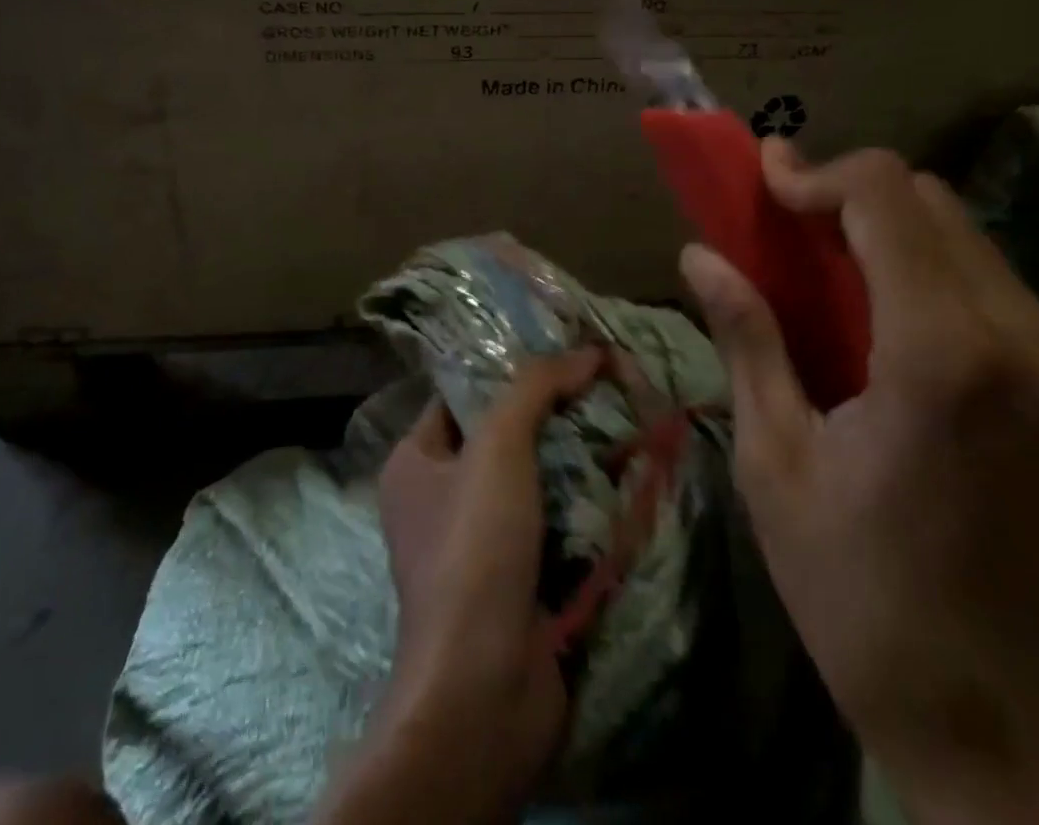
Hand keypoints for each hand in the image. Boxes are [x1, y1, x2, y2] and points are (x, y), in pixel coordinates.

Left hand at [317, 350, 600, 824]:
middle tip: (603, 383)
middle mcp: (440, 498)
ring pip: (534, 479)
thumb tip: (587, 349)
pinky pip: (553, 522)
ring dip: (575, 458)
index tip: (563, 349)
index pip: (463, 395)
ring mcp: (480, 543)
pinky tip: (623, 477)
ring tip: (623, 420)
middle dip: (552, 414)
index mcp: (415, 461)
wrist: (485, 688)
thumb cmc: (474, 548)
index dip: (509, 368)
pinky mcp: (518, 579)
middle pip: (503, 435)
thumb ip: (535, 388)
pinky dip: (583, 503)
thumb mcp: (497, 447)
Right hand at [682, 143, 1038, 824]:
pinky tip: (878, 319)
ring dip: (886, 228)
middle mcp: (1021, 338)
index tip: (760, 179)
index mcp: (940, 353)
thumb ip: (746, 337)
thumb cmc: (862, 595)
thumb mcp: (776, 459)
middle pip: (929, 200)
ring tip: (819, 267)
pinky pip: (990, 282)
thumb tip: (699, 254)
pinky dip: (924, 268)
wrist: (1007, 730)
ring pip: (964, 235)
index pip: (885, 196)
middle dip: (847, 195)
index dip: (815, 172)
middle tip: (781, 225)